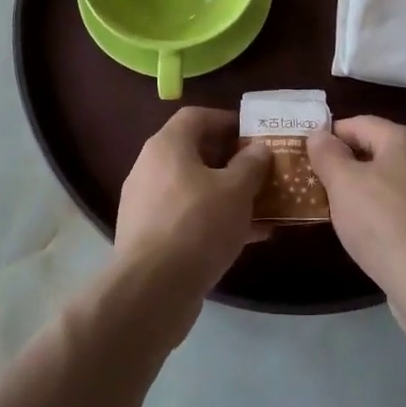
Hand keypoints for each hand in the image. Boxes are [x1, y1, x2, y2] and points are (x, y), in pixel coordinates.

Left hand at [114, 107, 270, 311]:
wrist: (152, 290)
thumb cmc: (197, 225)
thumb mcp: (236, 190)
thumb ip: (251, 164)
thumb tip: (258, 149)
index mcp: (167, 145)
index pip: (197, 116)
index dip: (226, 121)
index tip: (253, 135)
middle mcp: (150, 166)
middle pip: (194, 152)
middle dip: (230, 161)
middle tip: (261, 171)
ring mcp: (145, 202)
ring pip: (192, 187)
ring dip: (225, 193)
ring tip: (260, 207)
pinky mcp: (147, 235)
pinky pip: (185, 216)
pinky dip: (212, 219)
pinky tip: (243, 237)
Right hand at [306, 117, 405, 310]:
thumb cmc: (383, 225)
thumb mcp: (342, 185)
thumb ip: (327, 154)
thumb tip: (320, 134)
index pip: (360, 124)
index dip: (331, 137)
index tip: (310, 157)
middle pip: (382, 150)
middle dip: (352, 165)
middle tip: (324, 186)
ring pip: (399, 181)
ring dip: (374, 190)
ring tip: (349, 213)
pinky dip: (394, 213)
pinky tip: (380, 235)